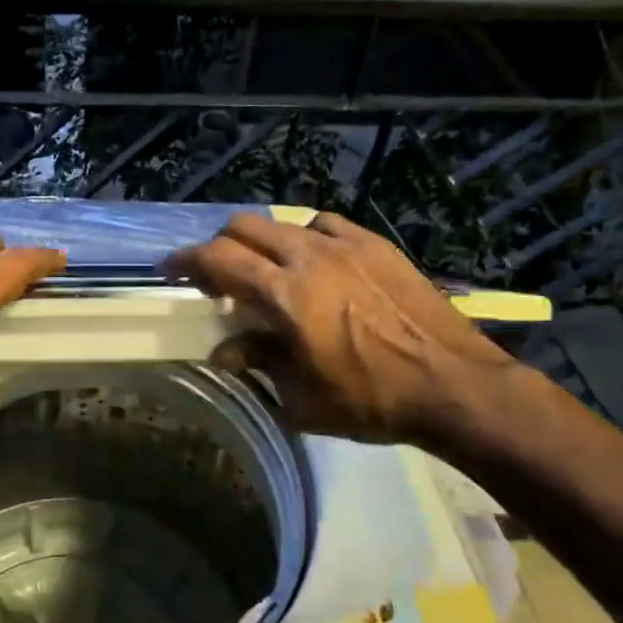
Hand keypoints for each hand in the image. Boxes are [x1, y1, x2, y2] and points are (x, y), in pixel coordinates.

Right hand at [164, 211, 511, 446]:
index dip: (186, 260)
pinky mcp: (375, 245)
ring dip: (261, 242)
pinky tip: (314, 261)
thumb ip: (258, 362)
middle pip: (244, 227)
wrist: (452, 385)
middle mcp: (308, 257)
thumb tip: (224, 350)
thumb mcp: (302, 397)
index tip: (170, 269)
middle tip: (216, 275)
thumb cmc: (371, 400)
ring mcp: (345, 245)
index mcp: (285, 294)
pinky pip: (325, 224)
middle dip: (219, 246)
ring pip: (283, 222)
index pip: (218, 259)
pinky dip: (304, 237)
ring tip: (267, 270)